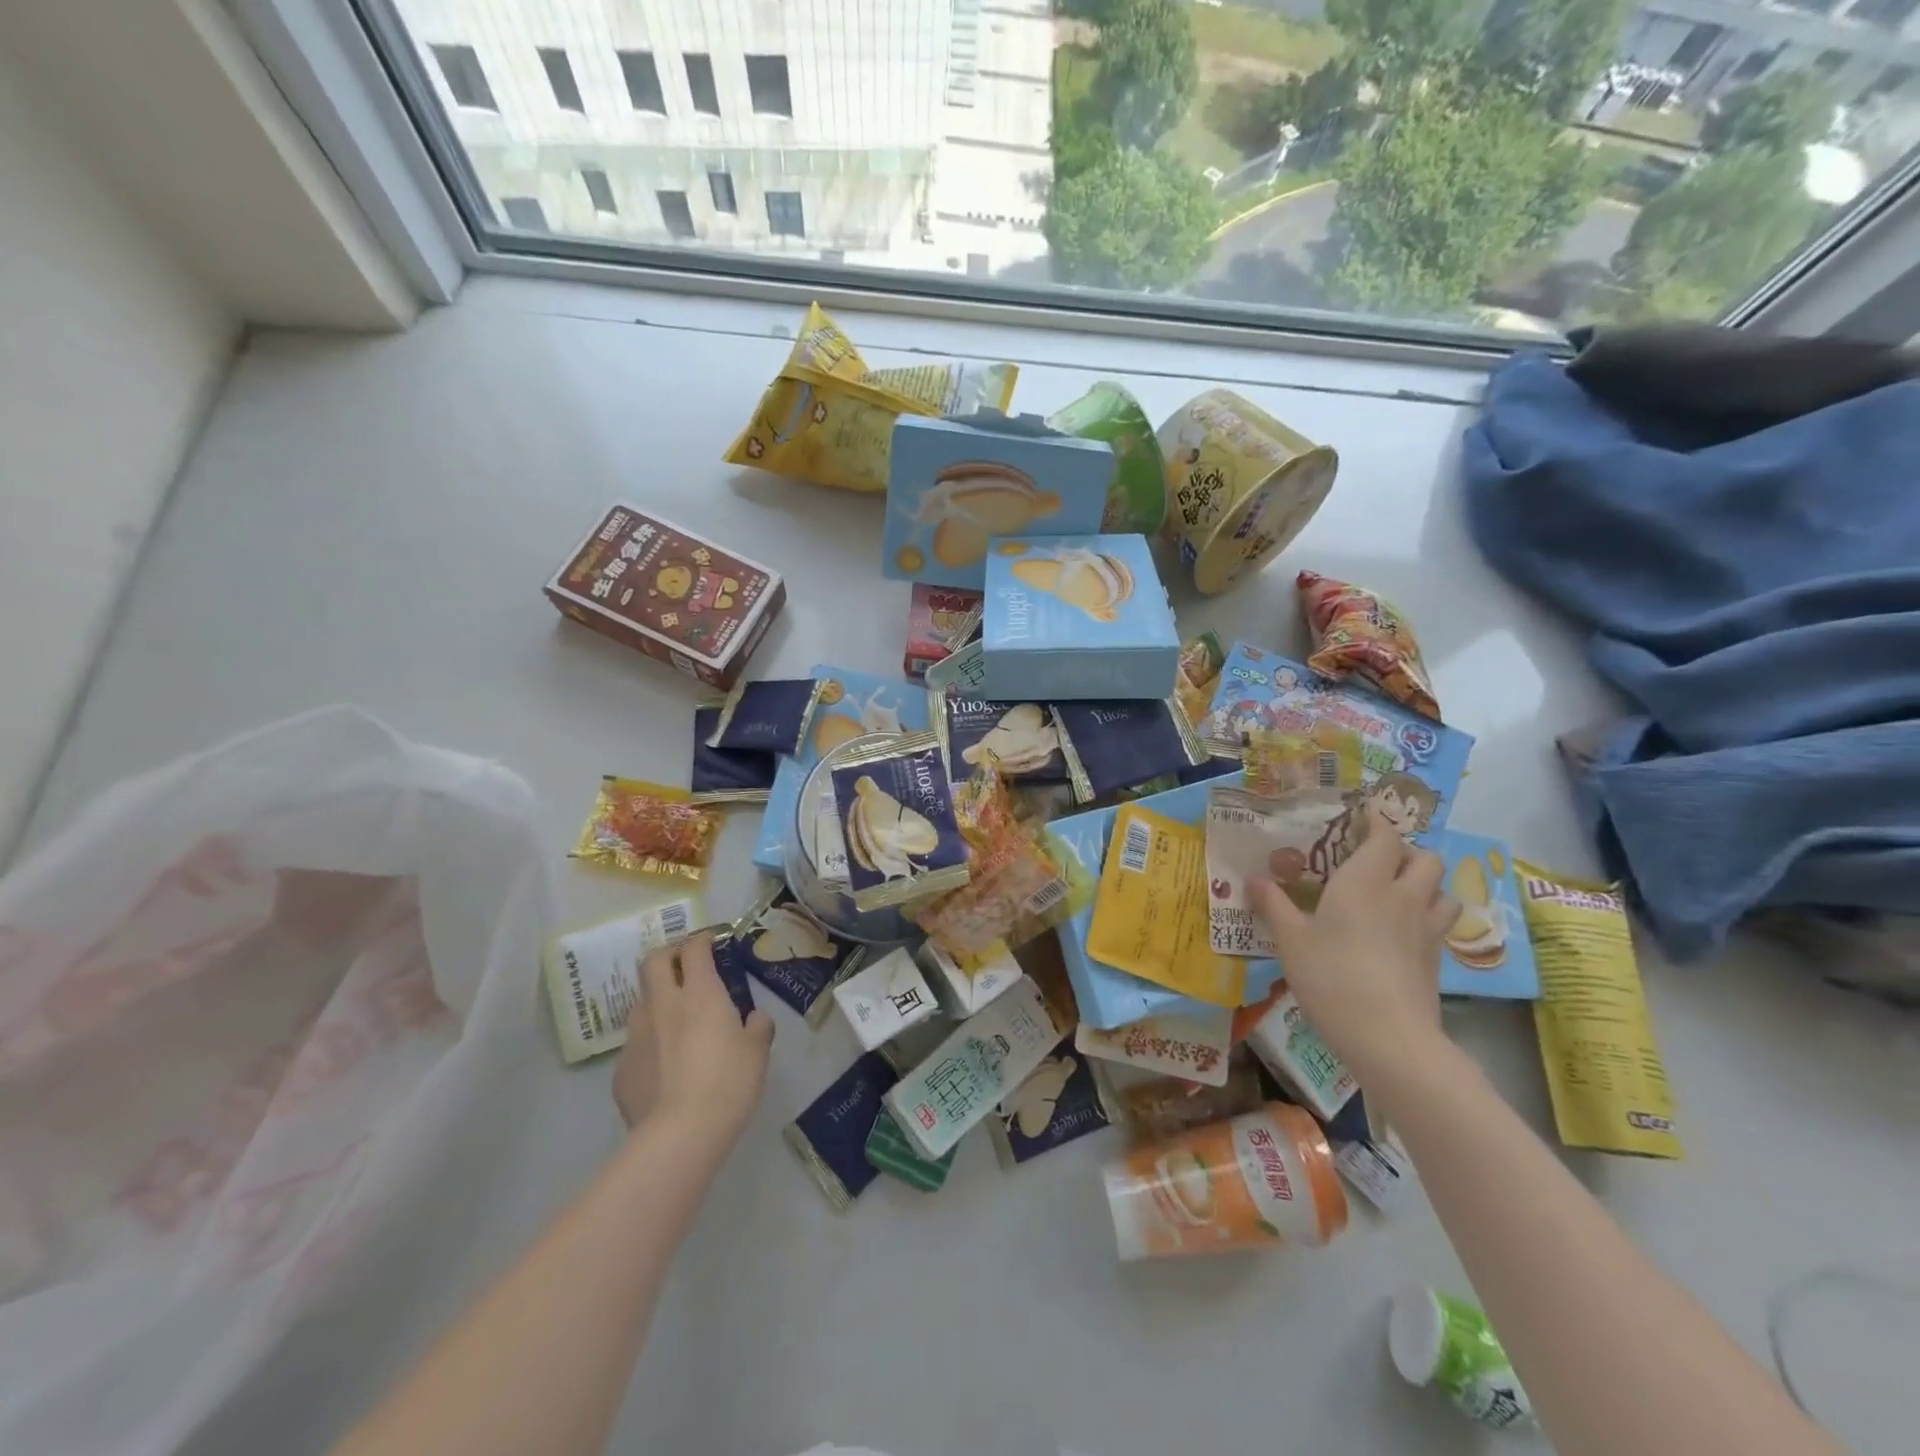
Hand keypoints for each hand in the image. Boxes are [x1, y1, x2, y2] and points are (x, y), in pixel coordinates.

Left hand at [613, 934, 773, 1146]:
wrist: (679, 1135)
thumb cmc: (728, 1083)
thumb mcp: (758, 1052)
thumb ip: (757, 1027)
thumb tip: (753, 1019)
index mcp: (700, 994)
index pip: (694, 949)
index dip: (702, 941)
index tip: (711, 943)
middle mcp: (663, 1005)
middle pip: (653, 961)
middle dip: (668, 956)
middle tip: (685, 966)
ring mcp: (637, 1036)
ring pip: (641, 1001)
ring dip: (657, 1000)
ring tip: (675, 1020)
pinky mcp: (622, 1068)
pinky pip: (636, 1043)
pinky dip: (650, 1043)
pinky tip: (664, 1066)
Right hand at [1246, 827, 1457, 1077]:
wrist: (1388, 1036)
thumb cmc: (1331, 976)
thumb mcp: (1290, 940)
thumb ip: (1273, 904)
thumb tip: (1252, 879)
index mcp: (1365, 881)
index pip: (1385, 836)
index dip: (1377, 822)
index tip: (1362, 816)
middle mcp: (1402, 896)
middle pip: (1425, 858)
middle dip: (1407, 852)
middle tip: (1378, 861)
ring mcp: (1425, 928)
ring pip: (1442, 890)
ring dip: (1426, 884)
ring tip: (1399, 894)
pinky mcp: (1436, 959)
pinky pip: (1440, 924)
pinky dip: (1428, 917)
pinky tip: (1404, 933)